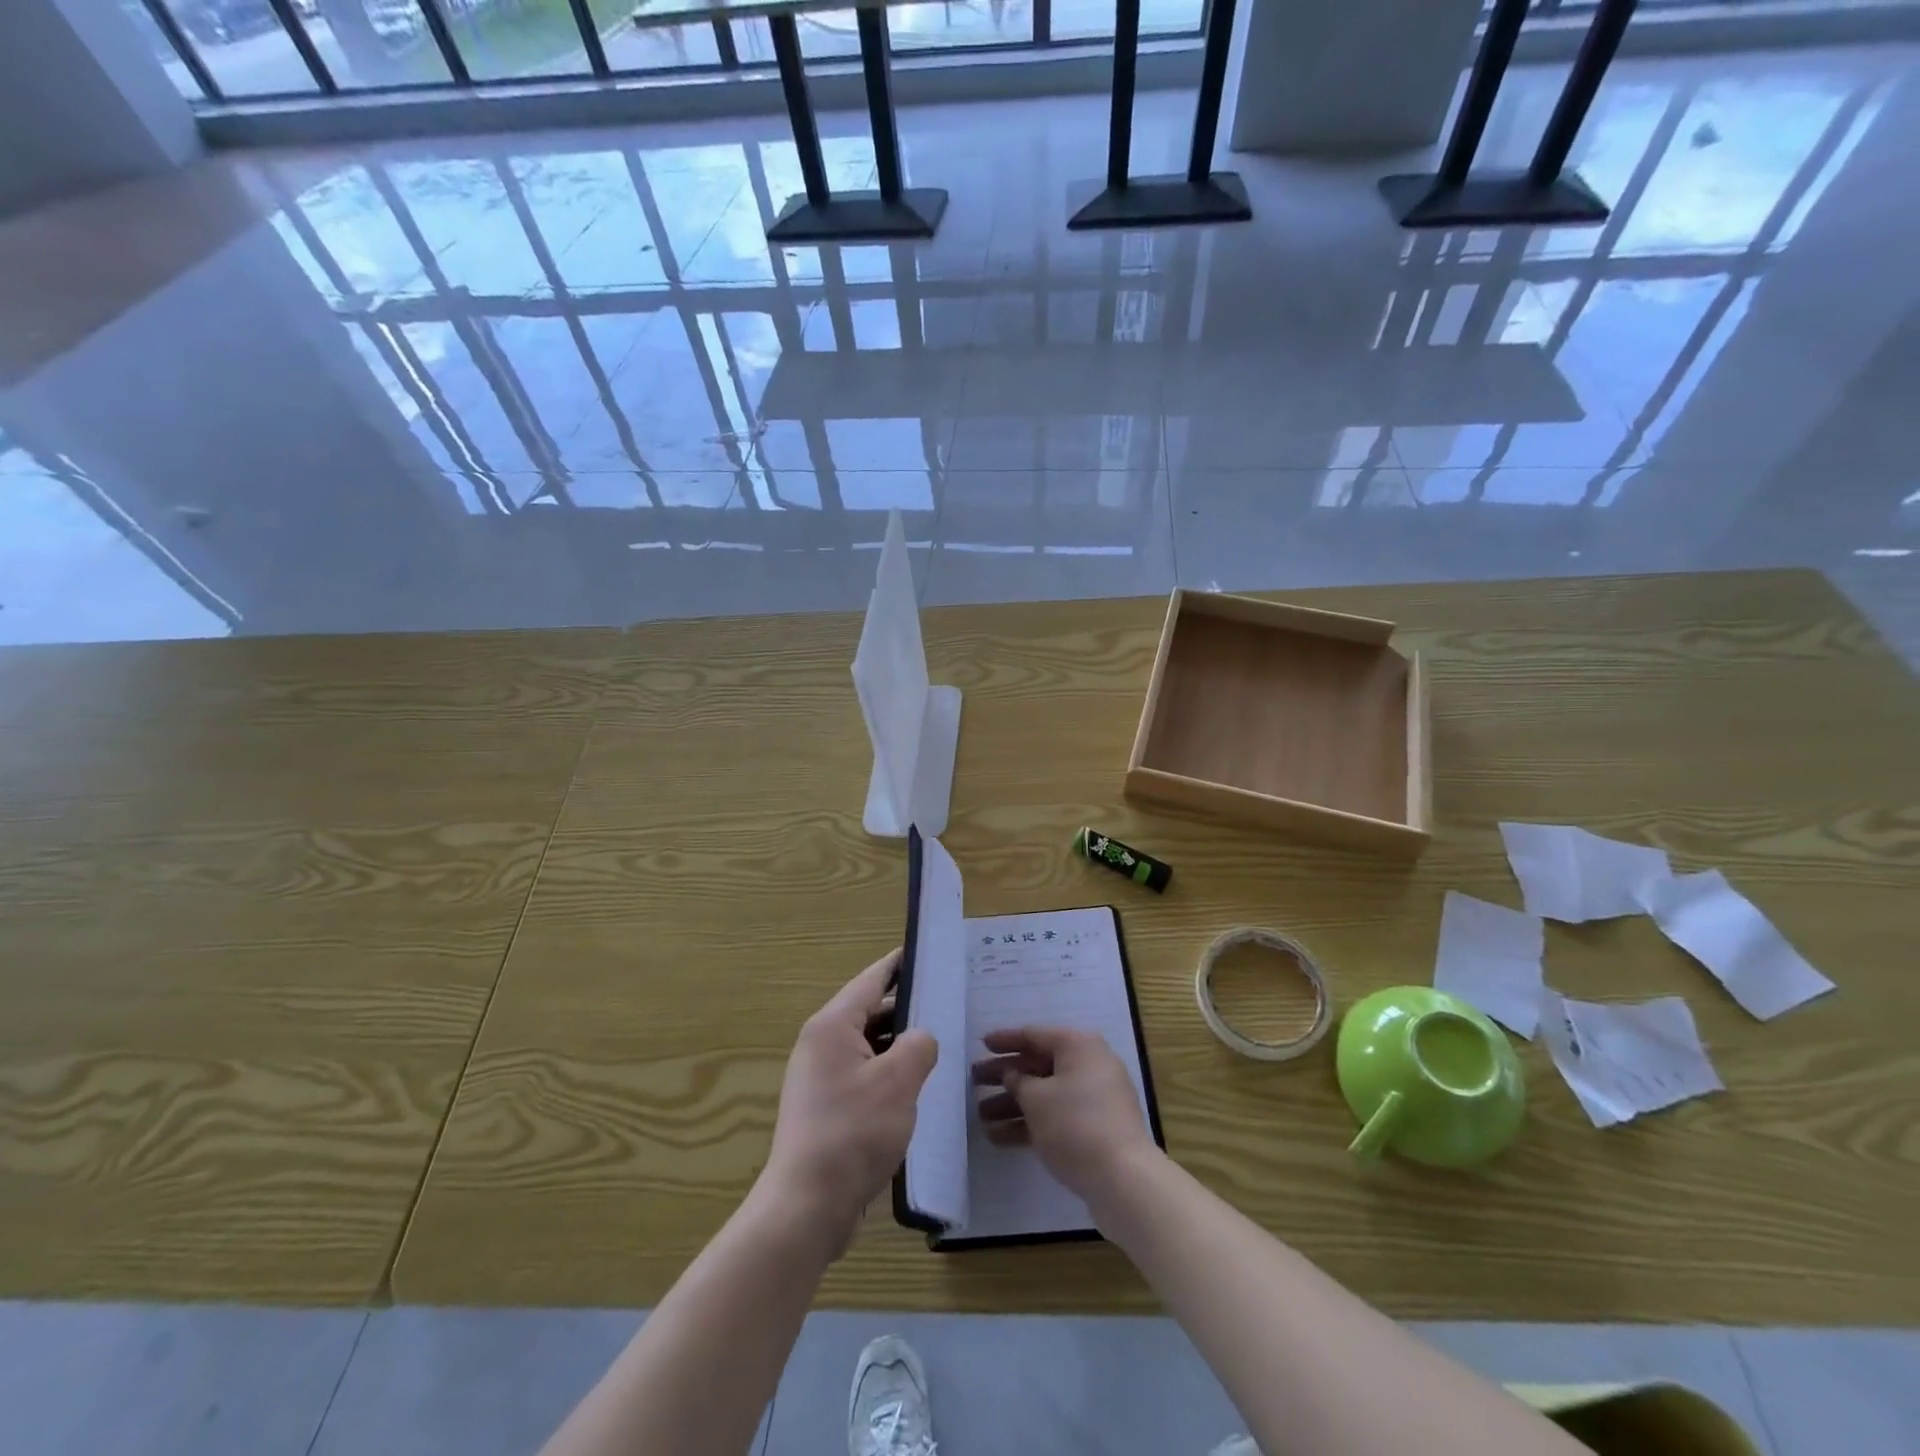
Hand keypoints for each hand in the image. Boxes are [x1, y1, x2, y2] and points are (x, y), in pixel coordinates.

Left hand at [759, 950, 937, 1259]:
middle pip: (868, 1011)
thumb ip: (919, 1045)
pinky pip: (861, 1074)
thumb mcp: (899, 1081)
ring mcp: (818, 1077)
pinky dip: (886, 1072)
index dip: (899, 964)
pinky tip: (913, 1088)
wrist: (807, 1206)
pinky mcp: (823, 1107)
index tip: (926, 952)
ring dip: (897, 1045)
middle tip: (947, 1005)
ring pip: (866, 1046)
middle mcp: (820, 1043)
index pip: (872, 979)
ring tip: (937, 1046)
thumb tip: (920, 1040)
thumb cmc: (854, 1132)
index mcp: (832, 1025)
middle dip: (906, 1009)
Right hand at [973, 1026, 1157, 1206]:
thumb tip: (1013, 1075)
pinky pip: (1055, 1117)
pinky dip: (1030, 1124)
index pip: (1034, 1035)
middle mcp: (1088, 1065)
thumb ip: (1018, 1081)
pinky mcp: (1094, 1128)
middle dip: (1005, 1075)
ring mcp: (1093, 1099)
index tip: (981, 1044)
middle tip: (974, 1081)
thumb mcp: (1036, 1099)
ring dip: (1013, 1104)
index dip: (1005, 1040)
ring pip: (1045, 1094)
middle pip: (1038, 1065)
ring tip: (979, 1117)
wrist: (1124, 1179)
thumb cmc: (1075, 1124)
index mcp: (1078, 1046)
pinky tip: (998, 1138)